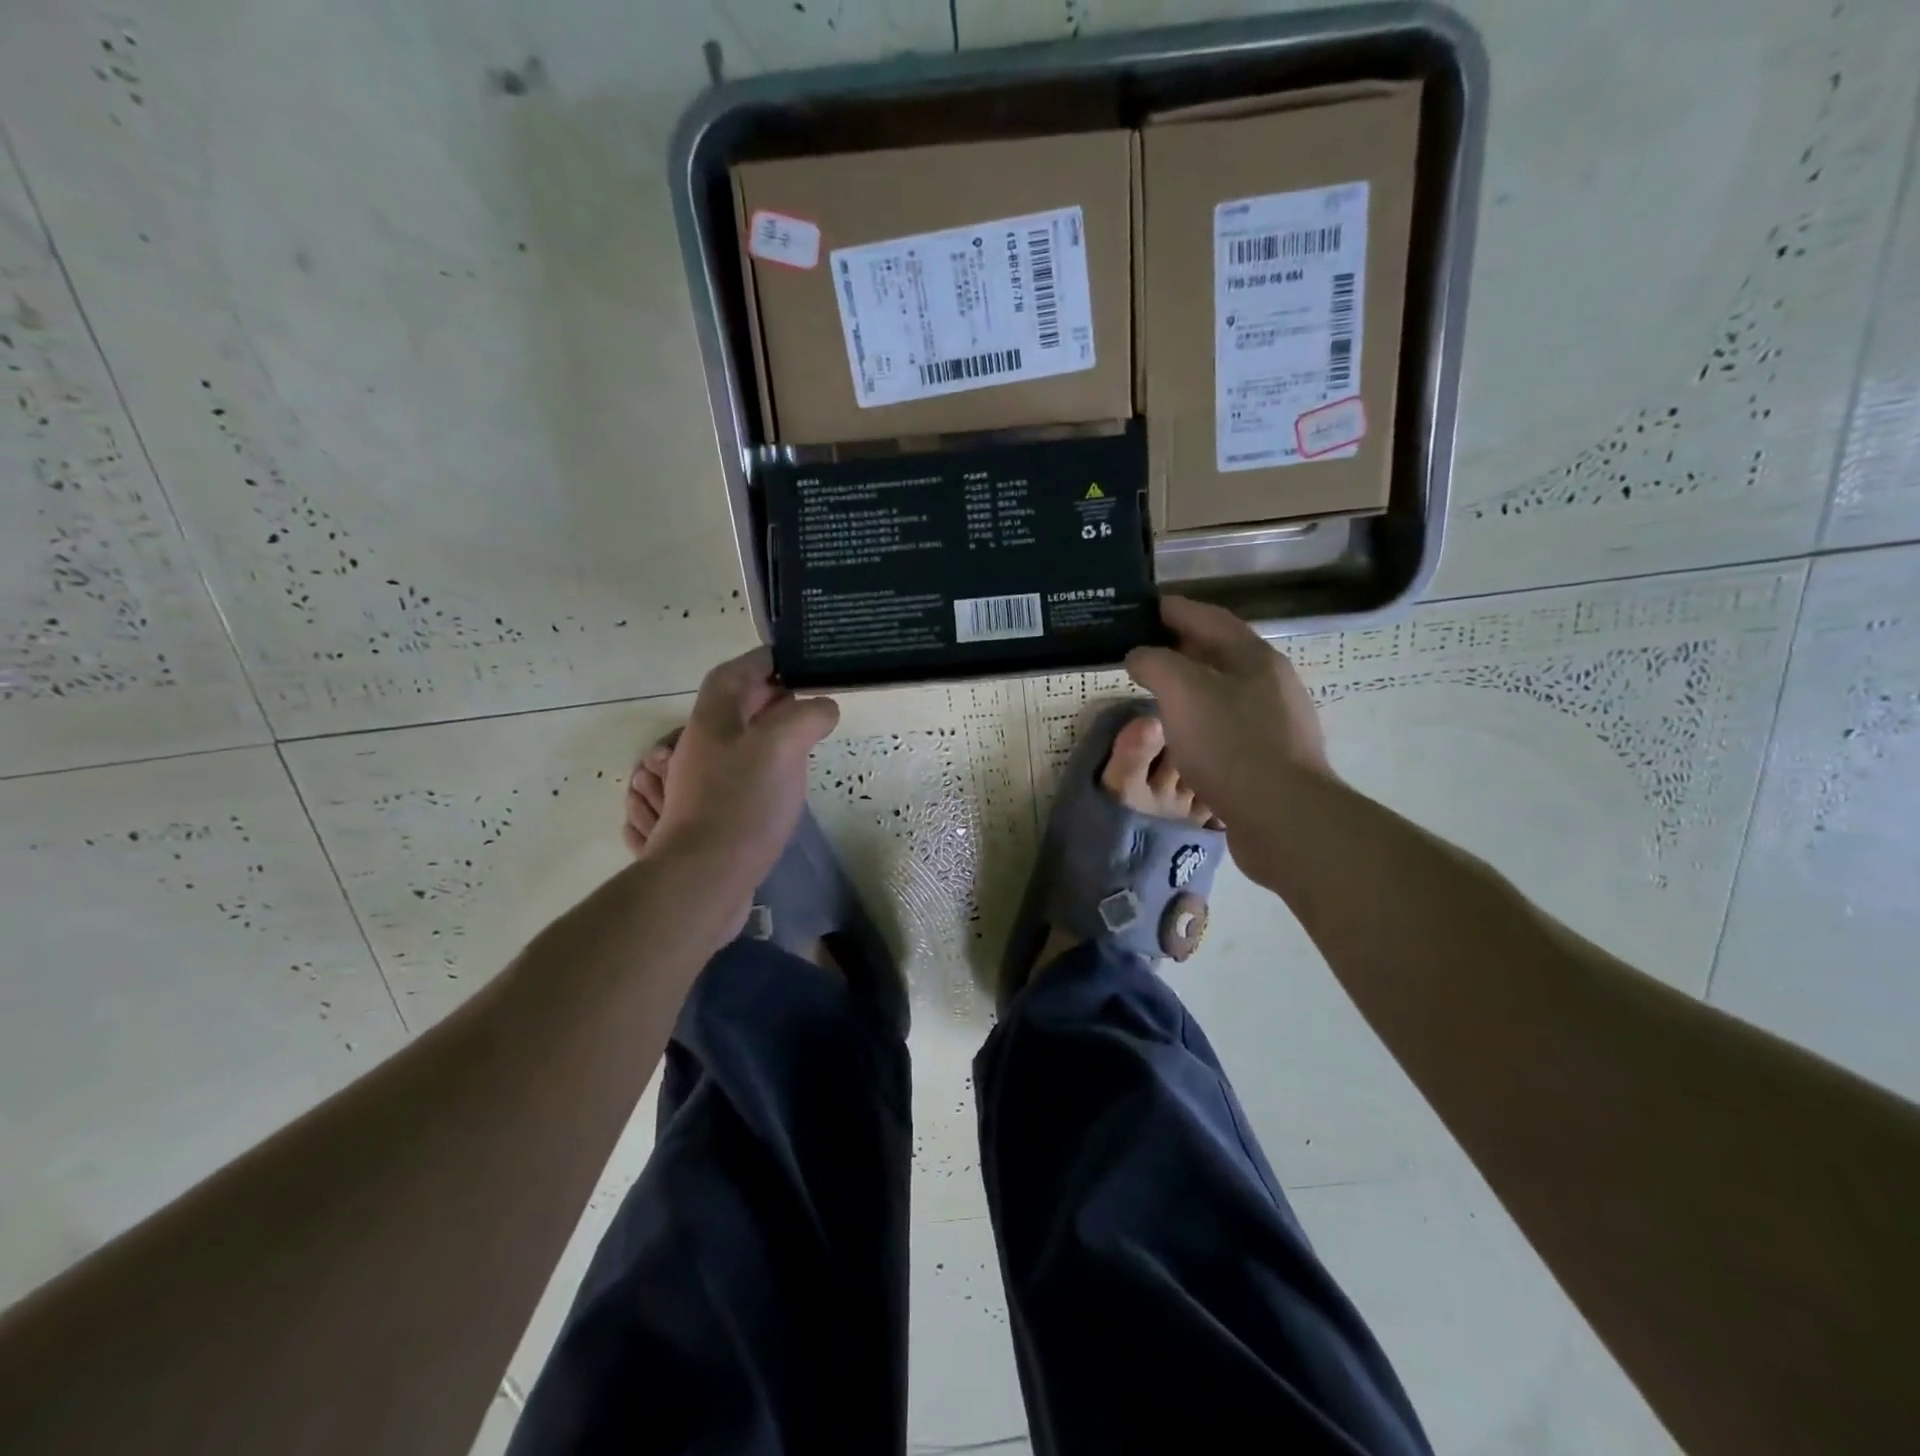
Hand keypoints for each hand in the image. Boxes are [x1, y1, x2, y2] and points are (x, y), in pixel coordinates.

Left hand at [649, 648, 839, 898]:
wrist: (705, 878)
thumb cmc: (742, 803)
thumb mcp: (782, 745)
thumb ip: (807, 715)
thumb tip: (823, 707)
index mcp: (713, 718)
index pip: (735, 672)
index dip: (765, 660)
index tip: (798, 660)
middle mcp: (704, 743)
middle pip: (736, 705)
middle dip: (772, 695)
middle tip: (811, 698)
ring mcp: (705, 780)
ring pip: (740, 739)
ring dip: (771, 731)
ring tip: (806, 736)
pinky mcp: (715, 810)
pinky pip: (741, 772)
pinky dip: (766, 763)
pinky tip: (787, 779)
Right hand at [1125, 596, 1331, 820]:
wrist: (1283, 817)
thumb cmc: (1231, 745)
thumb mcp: (1182, 691)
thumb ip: (1155, 663)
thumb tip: (1140, 655)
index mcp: (1254, 656)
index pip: (1209, 617)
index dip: (1175, 609)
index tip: (1143, 607)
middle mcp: (1271, 681)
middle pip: (1221, 651)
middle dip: (1182, 646)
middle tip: (1144, 650)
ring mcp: (1277, 720)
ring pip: (1226, 689)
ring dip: (1192, 684)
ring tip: (1160, 691)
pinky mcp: (1273, 756)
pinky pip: (1230, 723)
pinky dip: (1203, 717)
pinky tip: (1186, 733)